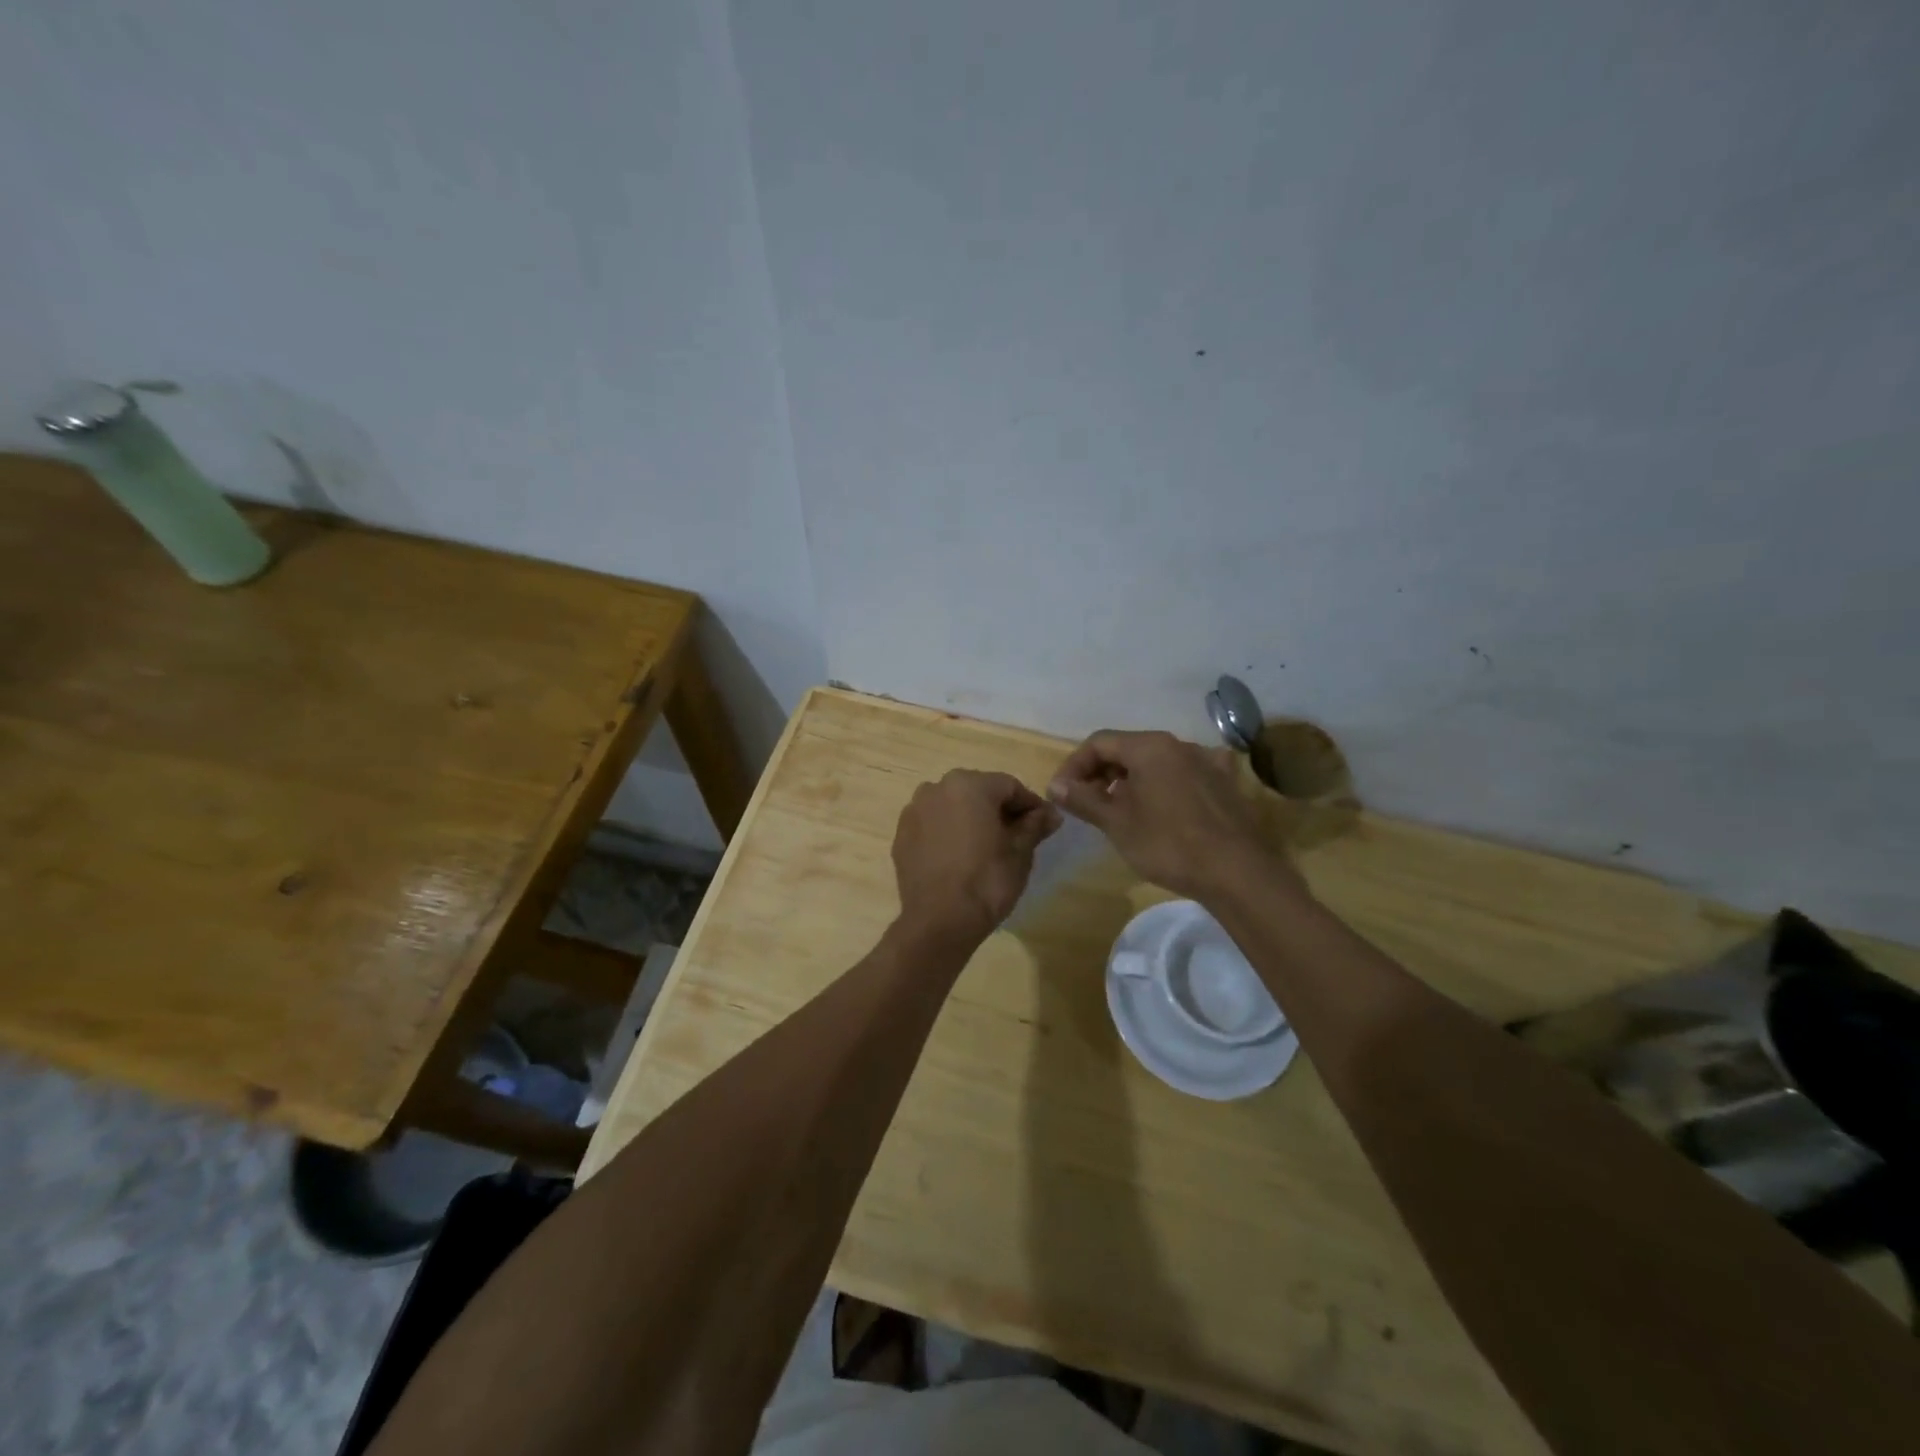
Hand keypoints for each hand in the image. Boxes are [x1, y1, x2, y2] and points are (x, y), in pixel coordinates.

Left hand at [892, 770, 1061, 943]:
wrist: (939, 922)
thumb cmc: (987, 881)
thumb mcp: (1020, 853)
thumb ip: (1034, 825)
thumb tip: (1051, 814)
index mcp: (969, 785)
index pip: (1010, 786)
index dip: (1031, 804)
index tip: (1046, 824)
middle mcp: (936, 788)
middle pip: (978, 792)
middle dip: (999, 809)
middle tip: (1019, 835)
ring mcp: (914, 811)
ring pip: (952, 807)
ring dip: (972, 819)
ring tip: (987, 847)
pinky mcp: (901, 835)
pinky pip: (933, 825)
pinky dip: (948, 833)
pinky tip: (960, 857)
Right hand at [1047, 730, 1290, 901]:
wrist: (1238, 873)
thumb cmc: (1168, 844)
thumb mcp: (1117, 823)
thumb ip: (1083, 799)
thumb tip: (1055, 785)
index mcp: (1150, 746)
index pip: (1099, 742)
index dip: (1074, 765)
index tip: (1061, 793)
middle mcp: (1179, 744)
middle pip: (1128, 748)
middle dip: (1101, 772)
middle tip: (1086, 803)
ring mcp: (1206, 762)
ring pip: (1156, 762)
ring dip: (1130, 780)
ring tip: (1119, 811)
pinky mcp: (1225, 783)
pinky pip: (1182, 775)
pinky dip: (1162, 786)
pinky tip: (1162, 808)